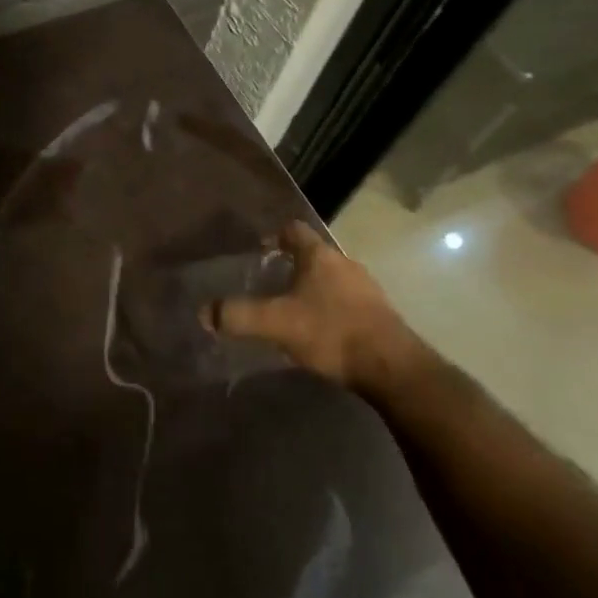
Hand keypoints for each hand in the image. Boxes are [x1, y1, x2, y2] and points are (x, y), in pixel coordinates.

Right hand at [212, 221, 435, 396]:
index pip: (293, 230)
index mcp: (319, 256)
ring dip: (312, 289)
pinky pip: (347, 301)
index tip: (258, 250)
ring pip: (331, 279)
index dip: (274, 236)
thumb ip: (238, 316)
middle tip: (269, 284)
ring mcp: (366, 288)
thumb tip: (205, 312)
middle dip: (291, 266)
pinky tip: (320, 331)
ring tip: (292, 310)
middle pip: (313, 255)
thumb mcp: (276, 323)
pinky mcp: (379, 313)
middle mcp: (345, 263)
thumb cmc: (331, 332)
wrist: (392, 367)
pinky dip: (330, 308)